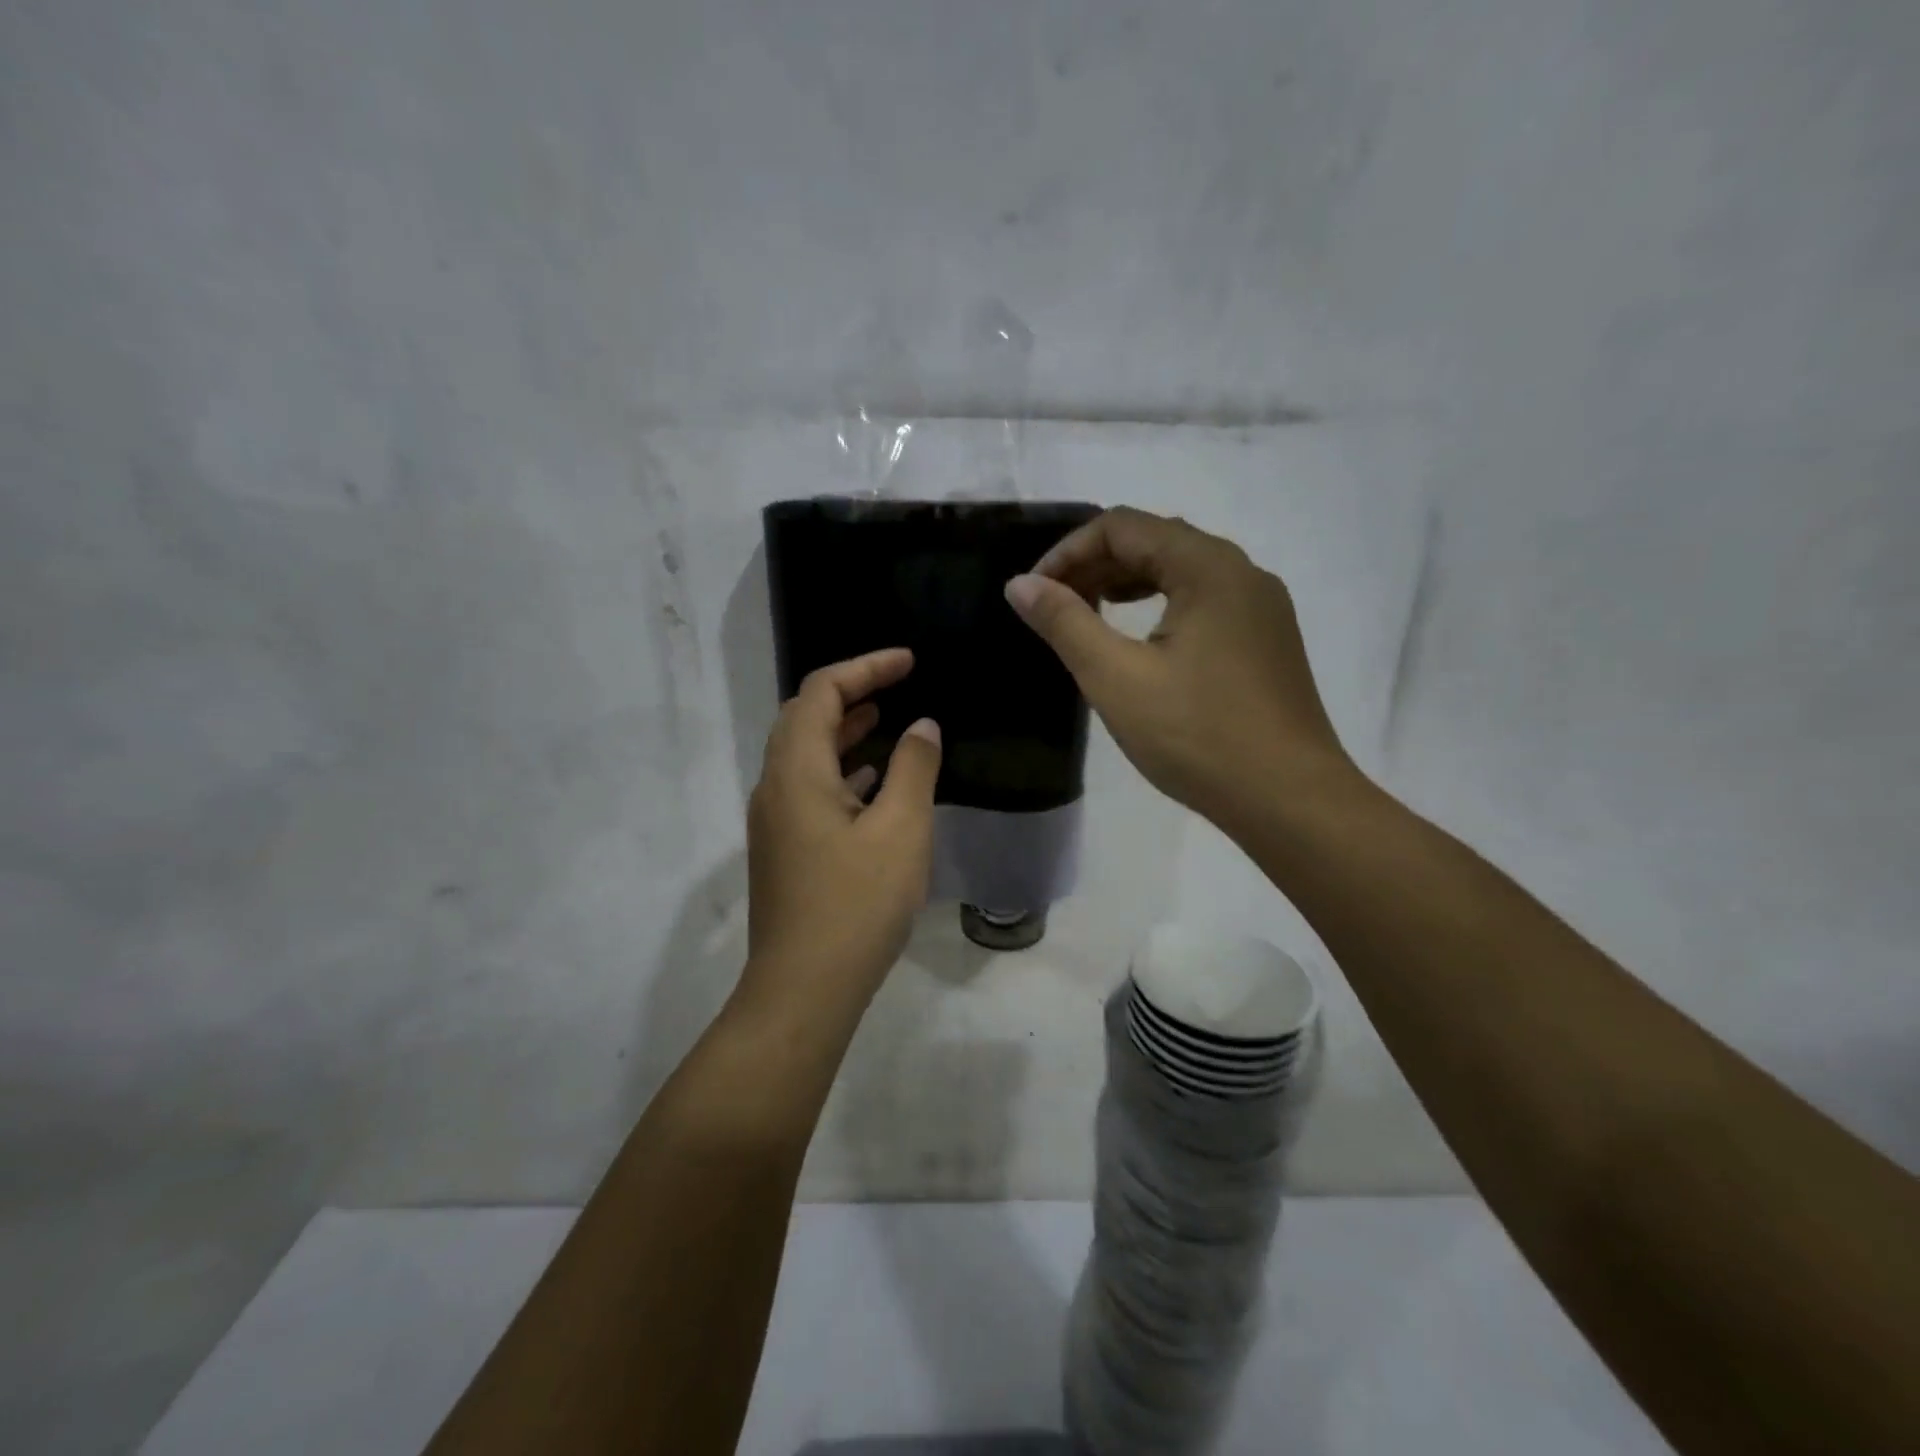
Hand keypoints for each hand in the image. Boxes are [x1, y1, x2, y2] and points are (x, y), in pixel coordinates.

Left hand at [740, 648, 942, 1020]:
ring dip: (843, 730)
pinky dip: (841, 769)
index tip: (909, 662)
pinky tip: (873, 782)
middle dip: (850, 692)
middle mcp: (775, 787)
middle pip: (804, 717)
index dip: (865, 667)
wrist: (804, 989)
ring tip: (886, 720)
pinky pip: (810, 788)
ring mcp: (775, 820)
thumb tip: (922, 726)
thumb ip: (913, 769)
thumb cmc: (856, 904)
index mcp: (796, 771)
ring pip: (805, 754)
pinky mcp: (784, 849)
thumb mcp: (901, 830)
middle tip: (897, 684)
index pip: (820, 691)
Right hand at [1005, 507, 1356, 835]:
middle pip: (1155, 541)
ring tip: (1088, 615)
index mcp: (1209, 567)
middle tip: (1054, 606)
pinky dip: (1159, 605)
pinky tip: (1140, 641)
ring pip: (1181, 571)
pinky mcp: (1266, 640)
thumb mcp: (1116, 678)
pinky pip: (1204, 600)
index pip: (1123, 526)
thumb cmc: (1198, 735)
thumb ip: (1065, 623)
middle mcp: (1242, 572)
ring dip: (1126, 584)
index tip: (1034, 592)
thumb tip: (1020, 584)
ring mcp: (1261, 607)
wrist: (1289, 799)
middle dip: (1096, 565)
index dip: (1068, 551)